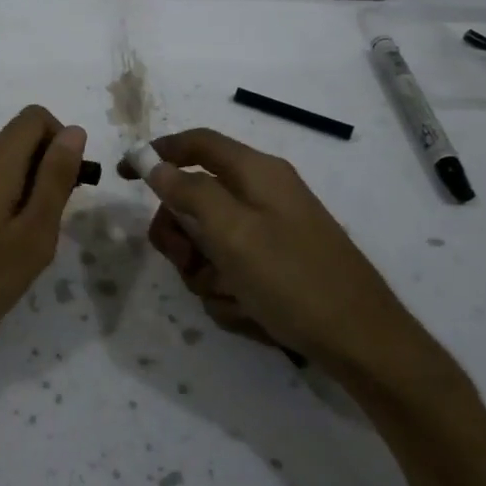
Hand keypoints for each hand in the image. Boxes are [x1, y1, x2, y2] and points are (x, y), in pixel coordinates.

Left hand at [0, 106, 86, 375]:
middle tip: (41, 235)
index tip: (65, 190)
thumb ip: (55, 180)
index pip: (35, 118)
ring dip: (15, 197)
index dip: (61, 143)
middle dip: (40, 177)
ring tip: (11, 252)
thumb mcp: (31, 238)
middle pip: (14, 145)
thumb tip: (73, 131)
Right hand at [144, 128, 410, 368]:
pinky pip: (229, 271)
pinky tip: (250, 311)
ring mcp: (268, 233)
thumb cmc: (293, 278)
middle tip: (186, 261)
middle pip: (193, 200)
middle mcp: (260, 196)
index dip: (157, 153)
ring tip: (231, 295)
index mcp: (255, 173)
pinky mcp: (273, 266)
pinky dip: (230, 292)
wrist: (361, 341)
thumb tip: (154, 163)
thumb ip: (189, 192)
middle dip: (182, 235)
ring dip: (206, 272)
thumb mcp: (232, 232)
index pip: (196, 144)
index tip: (124, 176)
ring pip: (207, 243)